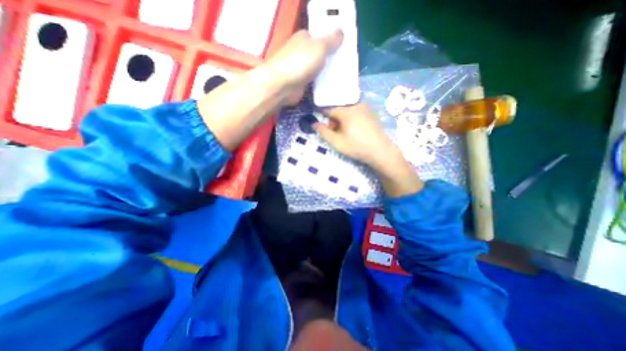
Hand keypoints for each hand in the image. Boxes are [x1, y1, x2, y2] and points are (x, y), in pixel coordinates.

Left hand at [264, 28, 341, 105]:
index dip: (331, 41)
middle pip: (319, 54)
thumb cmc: (301, 62)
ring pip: (317, 69)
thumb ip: (331, 40)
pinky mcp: (300, 83)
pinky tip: (331, 86)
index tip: (342, 48)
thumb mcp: (320, 47)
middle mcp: (300, 52)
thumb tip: (341, 31)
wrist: (283, 85)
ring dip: (326, 73)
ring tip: (341, 76)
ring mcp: (299, 68)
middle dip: (330, 59)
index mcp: (303, 38)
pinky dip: (321, 84)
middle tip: (344, 64)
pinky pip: (314, 82)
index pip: (319, 37)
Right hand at [313, 103, 424, 197]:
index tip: (320, 121)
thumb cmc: (356, 147)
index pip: (329, 109)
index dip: (323, 115)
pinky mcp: (371, 113)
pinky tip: (354, 131)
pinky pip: (356, 112)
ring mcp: (365, 108)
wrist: (380, 151)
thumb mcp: (337, 142)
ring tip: (345, 133)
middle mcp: (356, 105)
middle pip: (339, 110)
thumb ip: (323, 132)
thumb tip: (313, 124)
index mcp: (347, 111)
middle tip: (335, 133)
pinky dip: (351, 119)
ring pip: (348, 111)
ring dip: (343, 120)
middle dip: (334, 121)